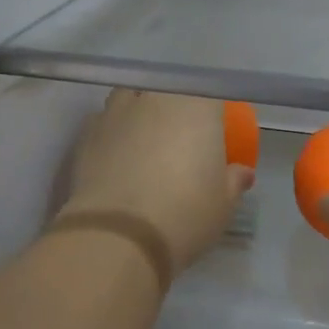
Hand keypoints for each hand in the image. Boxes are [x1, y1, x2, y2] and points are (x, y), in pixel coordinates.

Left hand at [56, 90, 254, 282]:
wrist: (117, 235)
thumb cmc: (184, 213)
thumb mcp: (223, 205)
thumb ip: (233, 181)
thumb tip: (241, 172)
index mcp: (196, 105)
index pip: (209, 93)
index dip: (212, 113)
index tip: (213, 135)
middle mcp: (156, 97)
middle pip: (168, 92)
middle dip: (174, 110)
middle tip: (179, 142)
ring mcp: (117, 111)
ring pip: (132, 98)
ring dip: (139, 113)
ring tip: (143, 144)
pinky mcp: (87, 131)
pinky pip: (105, 121)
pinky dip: (113, 133)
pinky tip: (115, 158)